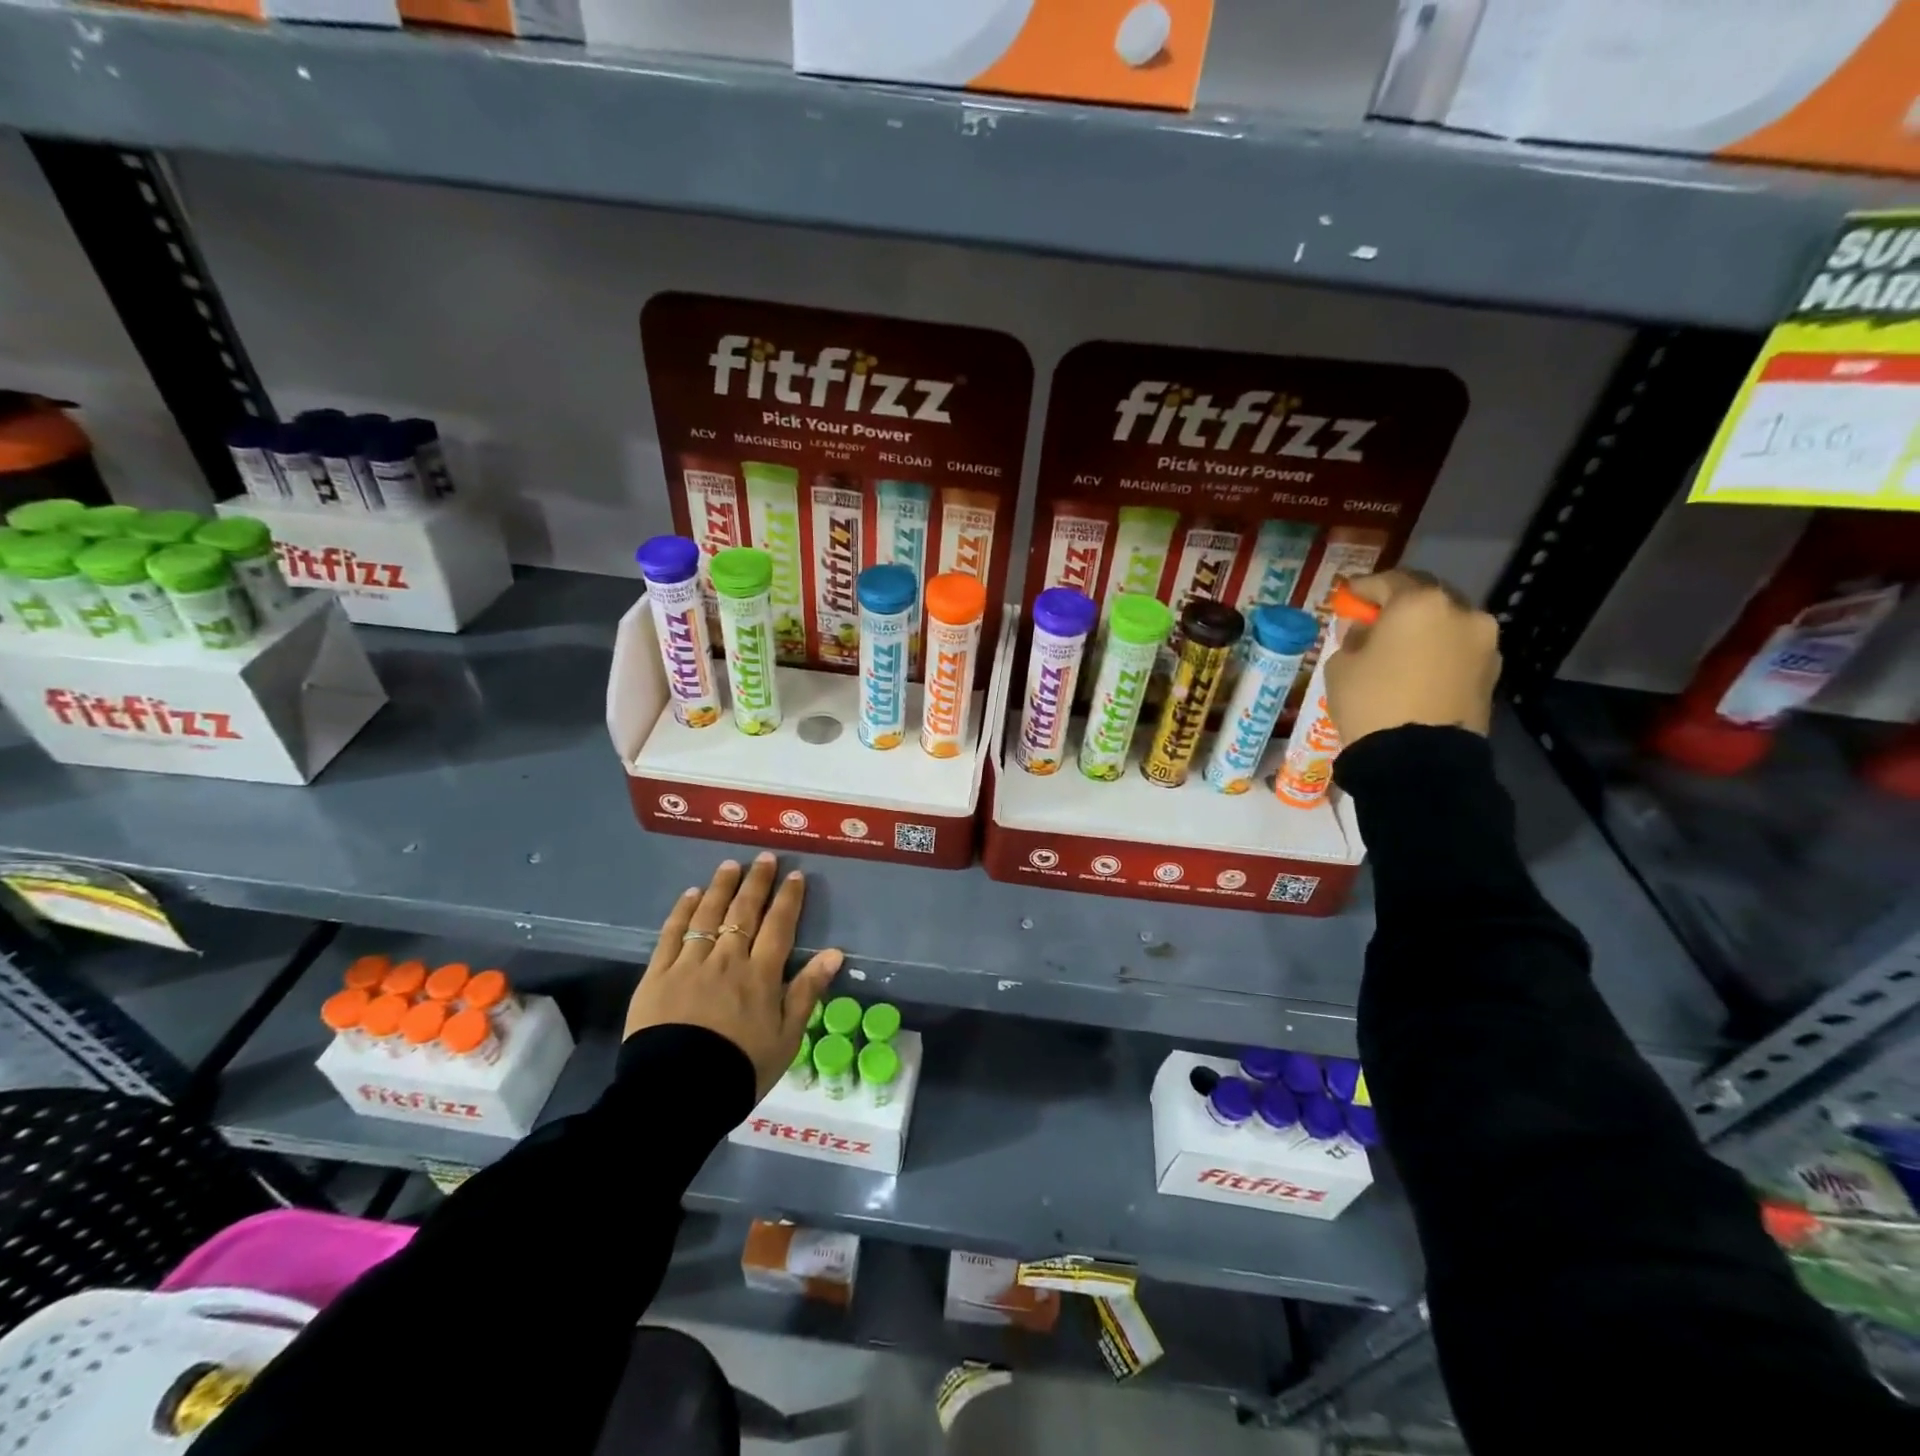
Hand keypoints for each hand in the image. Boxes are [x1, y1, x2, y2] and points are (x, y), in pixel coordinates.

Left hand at [626, 853, 843, 1097]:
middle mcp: (728, 959)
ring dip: (721, 887)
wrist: (678, 1093)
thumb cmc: (740, 1069)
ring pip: (709, 915)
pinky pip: (671, 934)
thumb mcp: (787, 1037)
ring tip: (729, 865)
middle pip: (744, 912)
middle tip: (764, 858)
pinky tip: (691, 894)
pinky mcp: (658, 976)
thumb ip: (807, 991)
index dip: (788, 899)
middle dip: (756, 882)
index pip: (779, 926)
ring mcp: (690, 964)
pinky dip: (683, 911)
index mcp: (761, 975)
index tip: (794, 875)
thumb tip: (834, 953)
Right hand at [1325, 570, 1500, 747]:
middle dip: (1399, 606)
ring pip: (1447, 624)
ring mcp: (1484, 643)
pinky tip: (1418, 671)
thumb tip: (1363, 630)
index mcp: (1420, 603)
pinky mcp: (1493, 672)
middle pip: (1426, 596)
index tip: (1347, 597)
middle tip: (1374, 621)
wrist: (1419, 760)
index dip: (1363, 588)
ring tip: (1398, 650)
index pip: (1388, 580)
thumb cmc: (1371, 702)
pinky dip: (1438, 653)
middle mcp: (1461, 612)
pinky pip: (1459, 651)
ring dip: (1423, 630)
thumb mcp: (1341, 666)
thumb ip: (1353, 638)